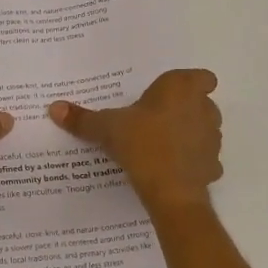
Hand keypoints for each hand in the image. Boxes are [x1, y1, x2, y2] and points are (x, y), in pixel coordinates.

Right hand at [48, 69, 222, 212]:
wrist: (170, 190)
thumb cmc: (142, 143)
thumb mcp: (107, 128)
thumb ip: (83, 119)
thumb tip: (54, 108)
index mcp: (182, 88)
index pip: (201, 77)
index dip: (189, 85)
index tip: (168, 96)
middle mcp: (204, 108)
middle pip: (201, 103)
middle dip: (184, 110)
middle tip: (155, 120)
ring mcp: (213, 138)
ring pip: (204, 130)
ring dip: (189, 135)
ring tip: (160, 146)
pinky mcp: (213, 165)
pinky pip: (203, 159)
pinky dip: (190, 162)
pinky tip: (171, 170)